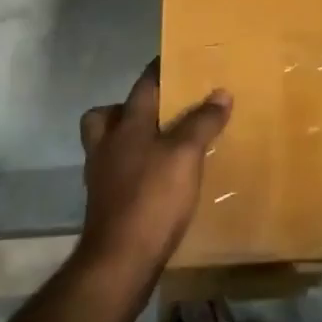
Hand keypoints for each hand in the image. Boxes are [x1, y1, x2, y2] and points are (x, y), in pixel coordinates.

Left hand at [78, 61, 230, 276]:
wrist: (119, 262)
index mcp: (126, 126)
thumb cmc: (153, 197)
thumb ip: (202, 122)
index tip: (174, 59)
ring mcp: (101, 178)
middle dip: (125, 108)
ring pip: (107, 146)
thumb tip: (221, 92)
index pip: (143, 86)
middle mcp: (107, 146)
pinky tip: (155, 179)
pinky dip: (132, 170)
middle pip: (105, 116)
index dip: (158, 70)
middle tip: (156, 110)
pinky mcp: (105, 205)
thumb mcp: (186, 154)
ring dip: (127, 140)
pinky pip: (116, 174)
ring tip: (159, 144)